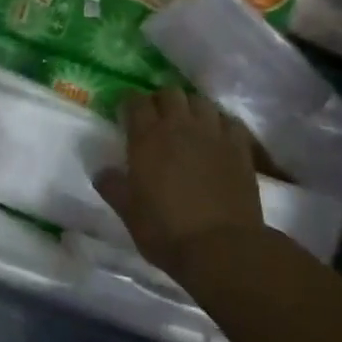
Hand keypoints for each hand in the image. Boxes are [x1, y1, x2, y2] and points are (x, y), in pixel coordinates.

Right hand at [94, 88, 265, 281]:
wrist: (222, 248)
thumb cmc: (167, 231)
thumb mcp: (129, 213)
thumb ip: (113, 187)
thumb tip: (101, 171)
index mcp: (147, 137)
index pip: (135, 101)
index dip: (130, 103)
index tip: (127, 112)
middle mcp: (179, 126)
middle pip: (170, 93)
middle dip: (161, 100)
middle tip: (158, 118)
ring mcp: (213, 133)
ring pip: (200, 101)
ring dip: (191, 107)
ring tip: (189, 123)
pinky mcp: (240, 147)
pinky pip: (229, 120)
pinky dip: (220, 123)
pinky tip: (218, 136)